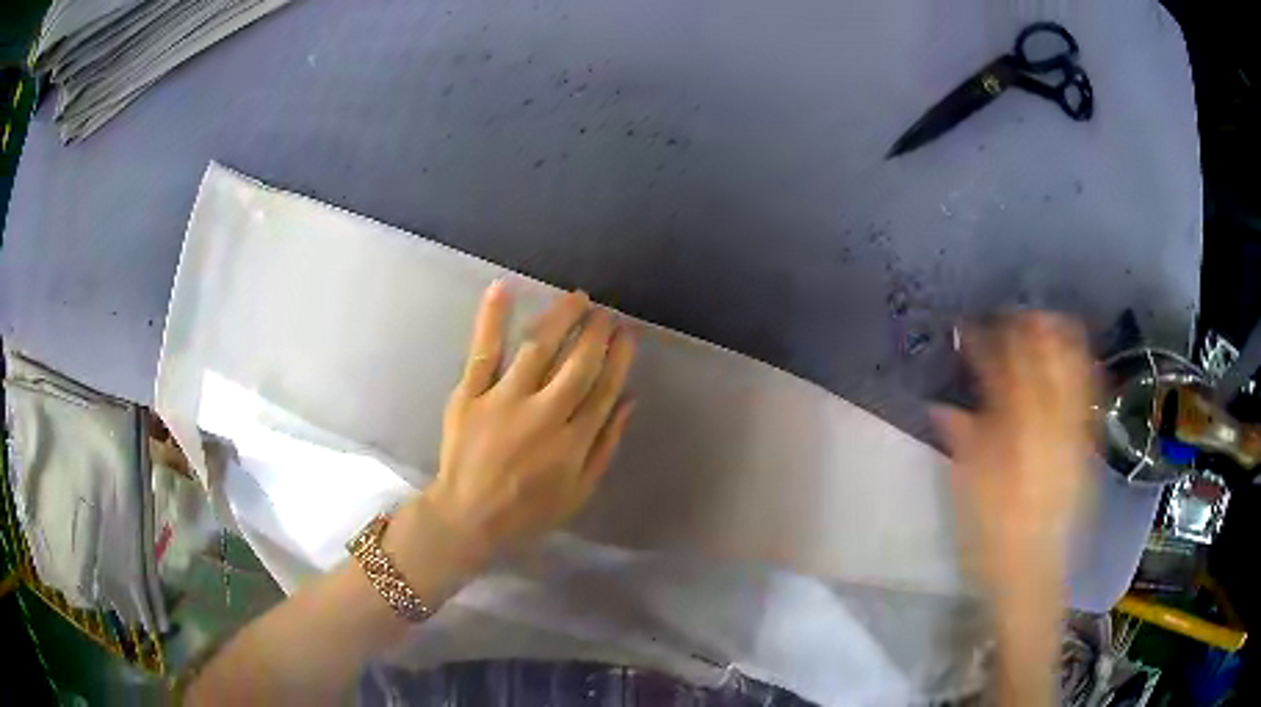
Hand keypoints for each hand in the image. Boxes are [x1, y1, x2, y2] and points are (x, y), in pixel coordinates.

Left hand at [400, 282, 636, 565]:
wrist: (467, 516)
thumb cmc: (527, 510)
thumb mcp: (579, 492)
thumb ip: (605, 446)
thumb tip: (629, 401)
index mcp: (572, 441)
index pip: (604, 388)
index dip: (619, 358)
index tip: (627, 334)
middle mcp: (543, 414)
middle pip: (578, 363)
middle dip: (596, 333)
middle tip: (605, 312)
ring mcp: (504, 400)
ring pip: (538, 348)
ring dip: (561, 317)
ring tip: (577, 297)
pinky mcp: (470, 395)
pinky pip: (484, 351)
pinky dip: (492, 318)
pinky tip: (504, 288)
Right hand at [932, 313, 1096, 601]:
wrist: (1033, 575)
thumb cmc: (992, 538)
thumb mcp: (967, 492)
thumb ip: (962, 441)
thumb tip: (943, 405)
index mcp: (1015, 434)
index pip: (1001, 371)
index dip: (985, 343)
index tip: (969, 327)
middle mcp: (1050, 425)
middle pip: (1044, 359)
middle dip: (1027, 328)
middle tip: (1010, 315)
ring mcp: (1074, 434)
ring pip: (1073, 369)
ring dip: (1059, 339)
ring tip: (1044, 321)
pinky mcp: (1087, 447)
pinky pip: (1091, 395)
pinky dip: (1083, 366)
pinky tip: (1076, 355)